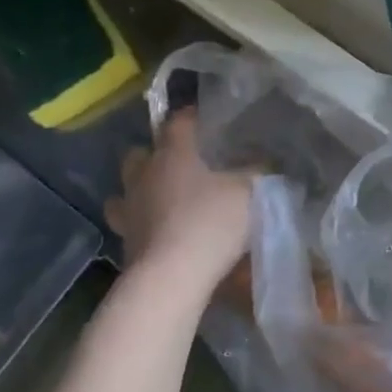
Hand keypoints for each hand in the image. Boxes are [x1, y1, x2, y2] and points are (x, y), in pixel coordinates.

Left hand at [105, 108, 252, 294]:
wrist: (172, 275)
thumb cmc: (212, 221)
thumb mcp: (251, 191)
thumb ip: (259, 171)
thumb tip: (267, 160)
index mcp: (175, 152)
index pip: (179, 121)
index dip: (193, 117)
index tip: (209, 120)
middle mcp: (145, 172)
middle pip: (142, 151)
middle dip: (158, 152)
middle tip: (185, 161)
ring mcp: (129, 205)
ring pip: (128, 185)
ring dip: (143, 185)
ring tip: (165, 193)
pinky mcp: (124, 236)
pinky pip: (127, 218)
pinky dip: (140, 218)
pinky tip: (156, 224)